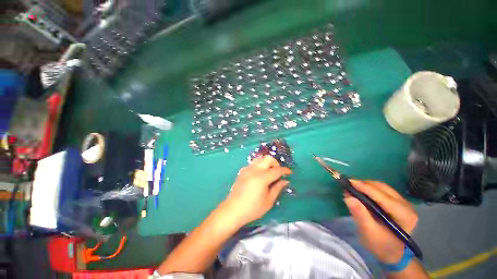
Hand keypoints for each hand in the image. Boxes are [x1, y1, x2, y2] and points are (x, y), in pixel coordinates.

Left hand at [221, 155, 291, 225]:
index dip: (285, 170)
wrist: (233, 209)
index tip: (289, 172)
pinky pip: (253, 163)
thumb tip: (285, 180)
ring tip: (269, 172)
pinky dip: (259, 165)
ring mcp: (247, 169)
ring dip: (267, 162)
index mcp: (262, 178)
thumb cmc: (253, 208)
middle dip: (276, 163)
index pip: (277, 170)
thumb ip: (278, 188)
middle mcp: (254, 170)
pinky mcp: (242, 171)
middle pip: (268, 158)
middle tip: (278, 172)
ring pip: (260, 158)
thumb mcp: (269, 201)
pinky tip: (259, 175)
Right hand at [344, 180, 417, 263]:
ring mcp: (405, 203)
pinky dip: (371, 189)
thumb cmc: (381, 246)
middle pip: (382, 188)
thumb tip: (348, 197)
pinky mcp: (400, 203)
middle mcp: (407, 205)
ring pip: (383, 188)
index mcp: (403, 215)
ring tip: (353, 188)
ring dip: (367, 186)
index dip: (364, 187)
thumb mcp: (369, 232)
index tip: (348, 181)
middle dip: (364, 185)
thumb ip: (360, 214)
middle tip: (348, 185)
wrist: (395, 254)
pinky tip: (362, 192)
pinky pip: (384, 191)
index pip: (381, 196)